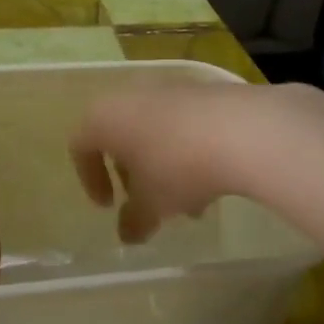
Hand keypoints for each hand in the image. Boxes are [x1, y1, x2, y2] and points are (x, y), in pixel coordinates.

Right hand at [69, 82, 283, 242]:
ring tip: (190, 205)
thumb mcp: (152, 204)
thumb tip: (128, 235)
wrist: (242, 129)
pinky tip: (212, 181)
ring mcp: (170, 89)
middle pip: (122, 137)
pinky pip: (184, 124)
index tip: (109, 206)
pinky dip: (188, 151)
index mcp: (105, 117)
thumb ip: (134, 220)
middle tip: (149, 205)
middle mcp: (132, 95)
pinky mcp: (204, 90)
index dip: (90, 179)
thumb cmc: (177, 167)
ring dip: (165, 169)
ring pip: (156, 132)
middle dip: (134, 175)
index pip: (81, 146)